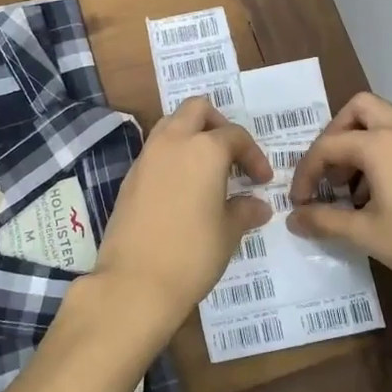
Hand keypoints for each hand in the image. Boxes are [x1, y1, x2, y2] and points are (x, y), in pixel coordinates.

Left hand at [81, 97, 272, 352]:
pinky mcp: (129, 178)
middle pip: (196, 109)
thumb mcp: (228, 233)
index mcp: (204, 149)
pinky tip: (183, 188)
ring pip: (170, 125)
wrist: (134, 282)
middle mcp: (172, 142)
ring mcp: (146, 158)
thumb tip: (258, 205)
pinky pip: (155, 151)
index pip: (235, 136)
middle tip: (231, 155)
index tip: (262, 181)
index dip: (254, 155)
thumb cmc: (192, 254)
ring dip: (191, 136)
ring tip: (208, 169)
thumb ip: (245, 211)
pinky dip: (172, 156)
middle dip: (217, 124)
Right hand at [287, 92, 391, 306]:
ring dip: (360, 143)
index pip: (328, 146)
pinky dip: (384, 151)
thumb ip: (325, 221)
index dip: (306, 172)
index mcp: (380, 144)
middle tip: (328, 171)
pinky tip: (382, 192)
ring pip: (383, 120)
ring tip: (352, 188)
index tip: (300, 201)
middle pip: (358, 109)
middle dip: (335, 135)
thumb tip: (294, 219)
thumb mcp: (366, 234)